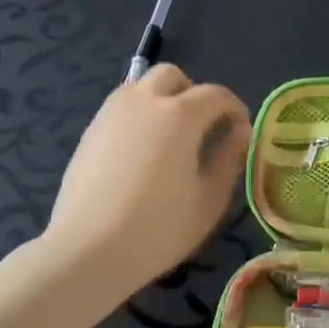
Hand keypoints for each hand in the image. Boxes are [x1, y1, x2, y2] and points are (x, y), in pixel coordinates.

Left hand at [44, 65, 250, 295]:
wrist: (88, 251)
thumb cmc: (159, 227)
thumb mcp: (210, 198)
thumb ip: (229, 158)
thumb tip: (239, 132)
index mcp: (181, 114)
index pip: (216, 94)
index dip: (235, 109)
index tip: (240, 132)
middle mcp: (145, 101)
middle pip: (173, 76)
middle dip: (193, 93)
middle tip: (201, 127)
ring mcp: (111, 114)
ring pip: (141, 87)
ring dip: (162, 100)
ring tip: (170, 139)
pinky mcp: (89, 132)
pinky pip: (121, 109)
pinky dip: (138, 117)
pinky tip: (141, 155)